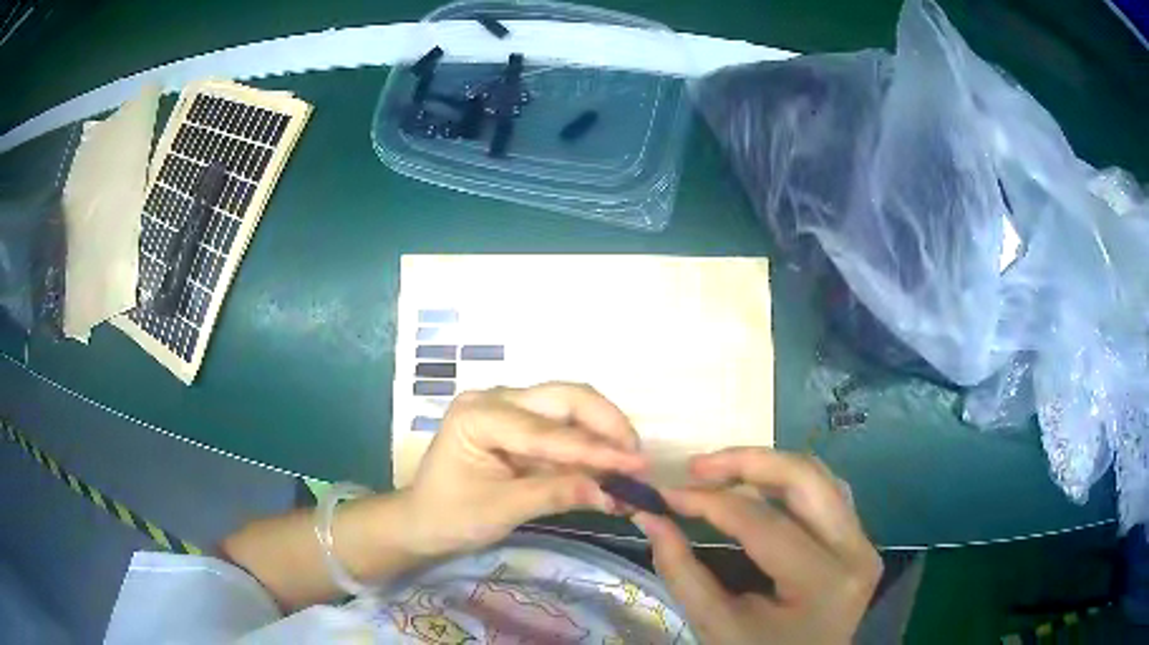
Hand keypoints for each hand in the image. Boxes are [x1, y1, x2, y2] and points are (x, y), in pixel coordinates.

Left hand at [400, 382, 645, 556]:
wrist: (423, 522)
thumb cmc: (450, 516)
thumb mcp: (500, 510)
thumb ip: (554, 495)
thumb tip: (611, 493)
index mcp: (478, 415)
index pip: (546, 431)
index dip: (594, 449)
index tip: (636, 465)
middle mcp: (496, 400)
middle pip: (565, 398)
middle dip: (607, 424)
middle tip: (637, 457)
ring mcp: (510, 410)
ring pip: (570, 409)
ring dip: (603, 435)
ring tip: (630, 466)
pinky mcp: (521, 426)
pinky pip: (564, 430)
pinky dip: (589, 448)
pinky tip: (610, 468)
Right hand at [634, 448, 880, 644]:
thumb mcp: (715, 624)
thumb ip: (681, 569)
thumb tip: (649, 515)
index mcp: (822, 582)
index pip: (762, 523)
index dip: (709, 502)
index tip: (666, 492)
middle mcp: (855, 551)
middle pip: (805, 479)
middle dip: (746, 462)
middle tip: (696, 466)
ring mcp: (863, 543)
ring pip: (820, 478)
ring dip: (768, 466)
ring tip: (721, 472)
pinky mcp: (859, 541)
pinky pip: (827, 494)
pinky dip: (789, 483)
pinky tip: (759, 488)